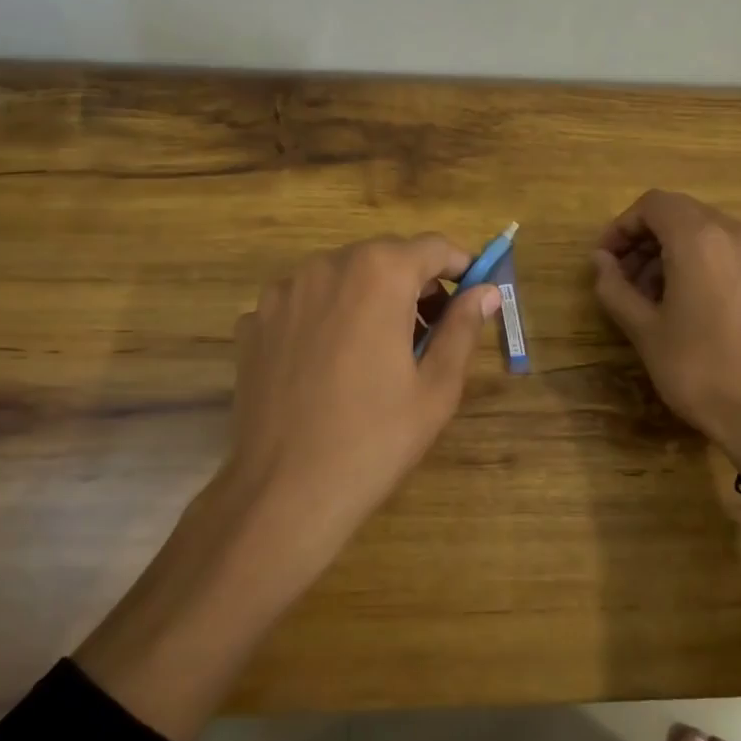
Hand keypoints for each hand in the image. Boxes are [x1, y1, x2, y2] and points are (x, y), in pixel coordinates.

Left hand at [76, 234, 496, 740]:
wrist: (284, 493)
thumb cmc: (375, 439)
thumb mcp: (436, 387)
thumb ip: (463, 328)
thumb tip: (487, 292)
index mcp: (377, 274)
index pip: (432, 247)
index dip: (459, 267)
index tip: (472, 296)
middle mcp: (325, 267)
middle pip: (383, 258)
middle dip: (413, 285)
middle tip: (429, 335)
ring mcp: (281, 293)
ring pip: (341, 279)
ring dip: (368, 300)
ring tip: (378, 354)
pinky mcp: (253, 323)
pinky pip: (304, 306)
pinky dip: (326, 320)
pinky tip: (329, 369)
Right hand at [592, 190, 740, 468]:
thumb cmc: (699, 369)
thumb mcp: (644, 329)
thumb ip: (614, 287)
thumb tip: (600, 261)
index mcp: (699, 239)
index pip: (652, 205)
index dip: (621, 227)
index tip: (604, 260)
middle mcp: (733, 231)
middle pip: (677, 212)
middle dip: (642, 239)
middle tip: (620, 278)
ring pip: (700, 229)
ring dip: (666, 250)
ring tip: (647, 295)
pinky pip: (722, 248)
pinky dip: (694, 259)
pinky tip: (680, 300)